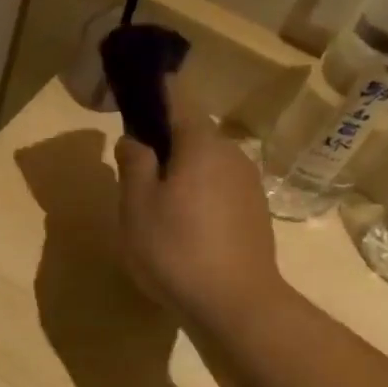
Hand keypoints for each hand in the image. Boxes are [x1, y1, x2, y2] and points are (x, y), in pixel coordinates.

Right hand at [115, 84, 283, 325]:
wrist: (234, 301)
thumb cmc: (174, 248)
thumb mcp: (137, 206)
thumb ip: (134, 165)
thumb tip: (133, 138)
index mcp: (200, 145)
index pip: (178, 101)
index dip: (158, 90)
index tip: (140, 85)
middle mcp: (231, 154)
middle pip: (192, 135)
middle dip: (165, 142)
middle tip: (133, 168)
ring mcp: (248, 184)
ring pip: (206, 164)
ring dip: (181, 172)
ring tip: (153, 203)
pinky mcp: (254, 212)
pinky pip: (218, 189)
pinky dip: (197, 195)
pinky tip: (181, 226)